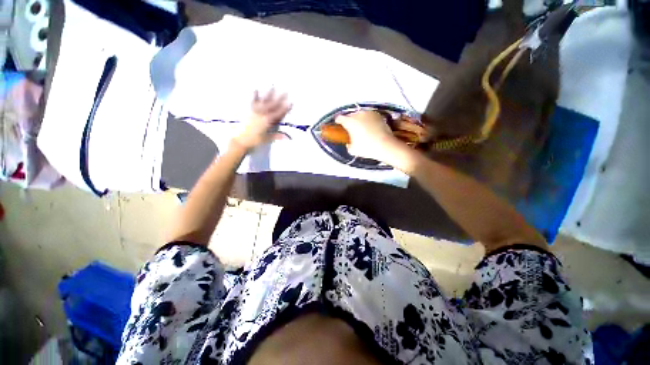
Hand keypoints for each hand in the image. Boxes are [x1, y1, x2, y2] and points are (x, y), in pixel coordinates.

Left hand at [232, 90, 291, 150]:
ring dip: (269, 94)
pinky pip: (253, 102)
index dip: (285, 109)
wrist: (240, 140)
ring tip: (273, 87)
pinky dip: (255, 96)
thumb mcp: (267, 139)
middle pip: (272, 105)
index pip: (278, 114)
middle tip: (285, 92)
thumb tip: (288, 137)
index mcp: (267, 122)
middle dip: (279, 99)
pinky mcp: (249, 111)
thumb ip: (277, 136)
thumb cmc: (254, 140)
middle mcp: (261, 114)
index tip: (290, 103)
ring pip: (263, 102)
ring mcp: (255, 112)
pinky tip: (256, 89)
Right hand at [335, 110, 400, 160]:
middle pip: (350, 115)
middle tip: (351, 129)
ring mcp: (369, 113)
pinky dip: (368, 120)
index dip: (338, 122)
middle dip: (349, 121)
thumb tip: (349, 143)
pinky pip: (369, 116)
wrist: (385, 145)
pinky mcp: (378, 115)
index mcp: (350, 122)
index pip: (340, 118)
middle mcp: (358, 114)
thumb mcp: (353, 150)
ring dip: (359, 119)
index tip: (338, 125)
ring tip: (361, 128)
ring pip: (360, 114)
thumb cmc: (367, 148)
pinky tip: (370, 127)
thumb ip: (348, 145)